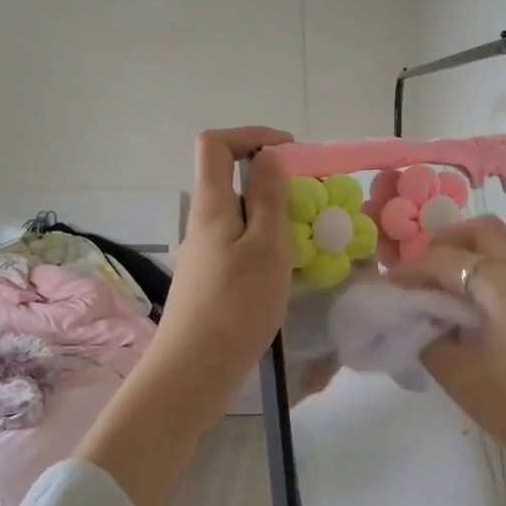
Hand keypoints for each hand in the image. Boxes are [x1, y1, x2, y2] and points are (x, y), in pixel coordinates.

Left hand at [151, 126, 293, 391]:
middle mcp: (202, 223)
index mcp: (211, 205)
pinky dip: (265, 245)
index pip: (215, 144)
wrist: (195, 370)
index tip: (289, 152)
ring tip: (305, 241)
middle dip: (271, 180)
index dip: (251, 135)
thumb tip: (267, 156)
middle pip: (229, 180)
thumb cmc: (236, 304)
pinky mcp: (209, 281)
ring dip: (272, 217)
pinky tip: (286, 272)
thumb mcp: (266, 246)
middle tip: (310, 204)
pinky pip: (239, 246)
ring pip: (238, 217)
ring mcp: (203, 254)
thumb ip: (268, 198)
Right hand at [386, 217, 505, 487]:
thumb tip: (417, 315)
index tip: (388, 287)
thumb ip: (429, 336)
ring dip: (468, 254)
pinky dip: (490, 268)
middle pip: (481, 231)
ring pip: (503, 243)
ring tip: (442, 290)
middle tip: (419, 277)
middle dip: (443, 246)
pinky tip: (475, 304)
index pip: (448, 259)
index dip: (412, 270)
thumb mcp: (461, 378)